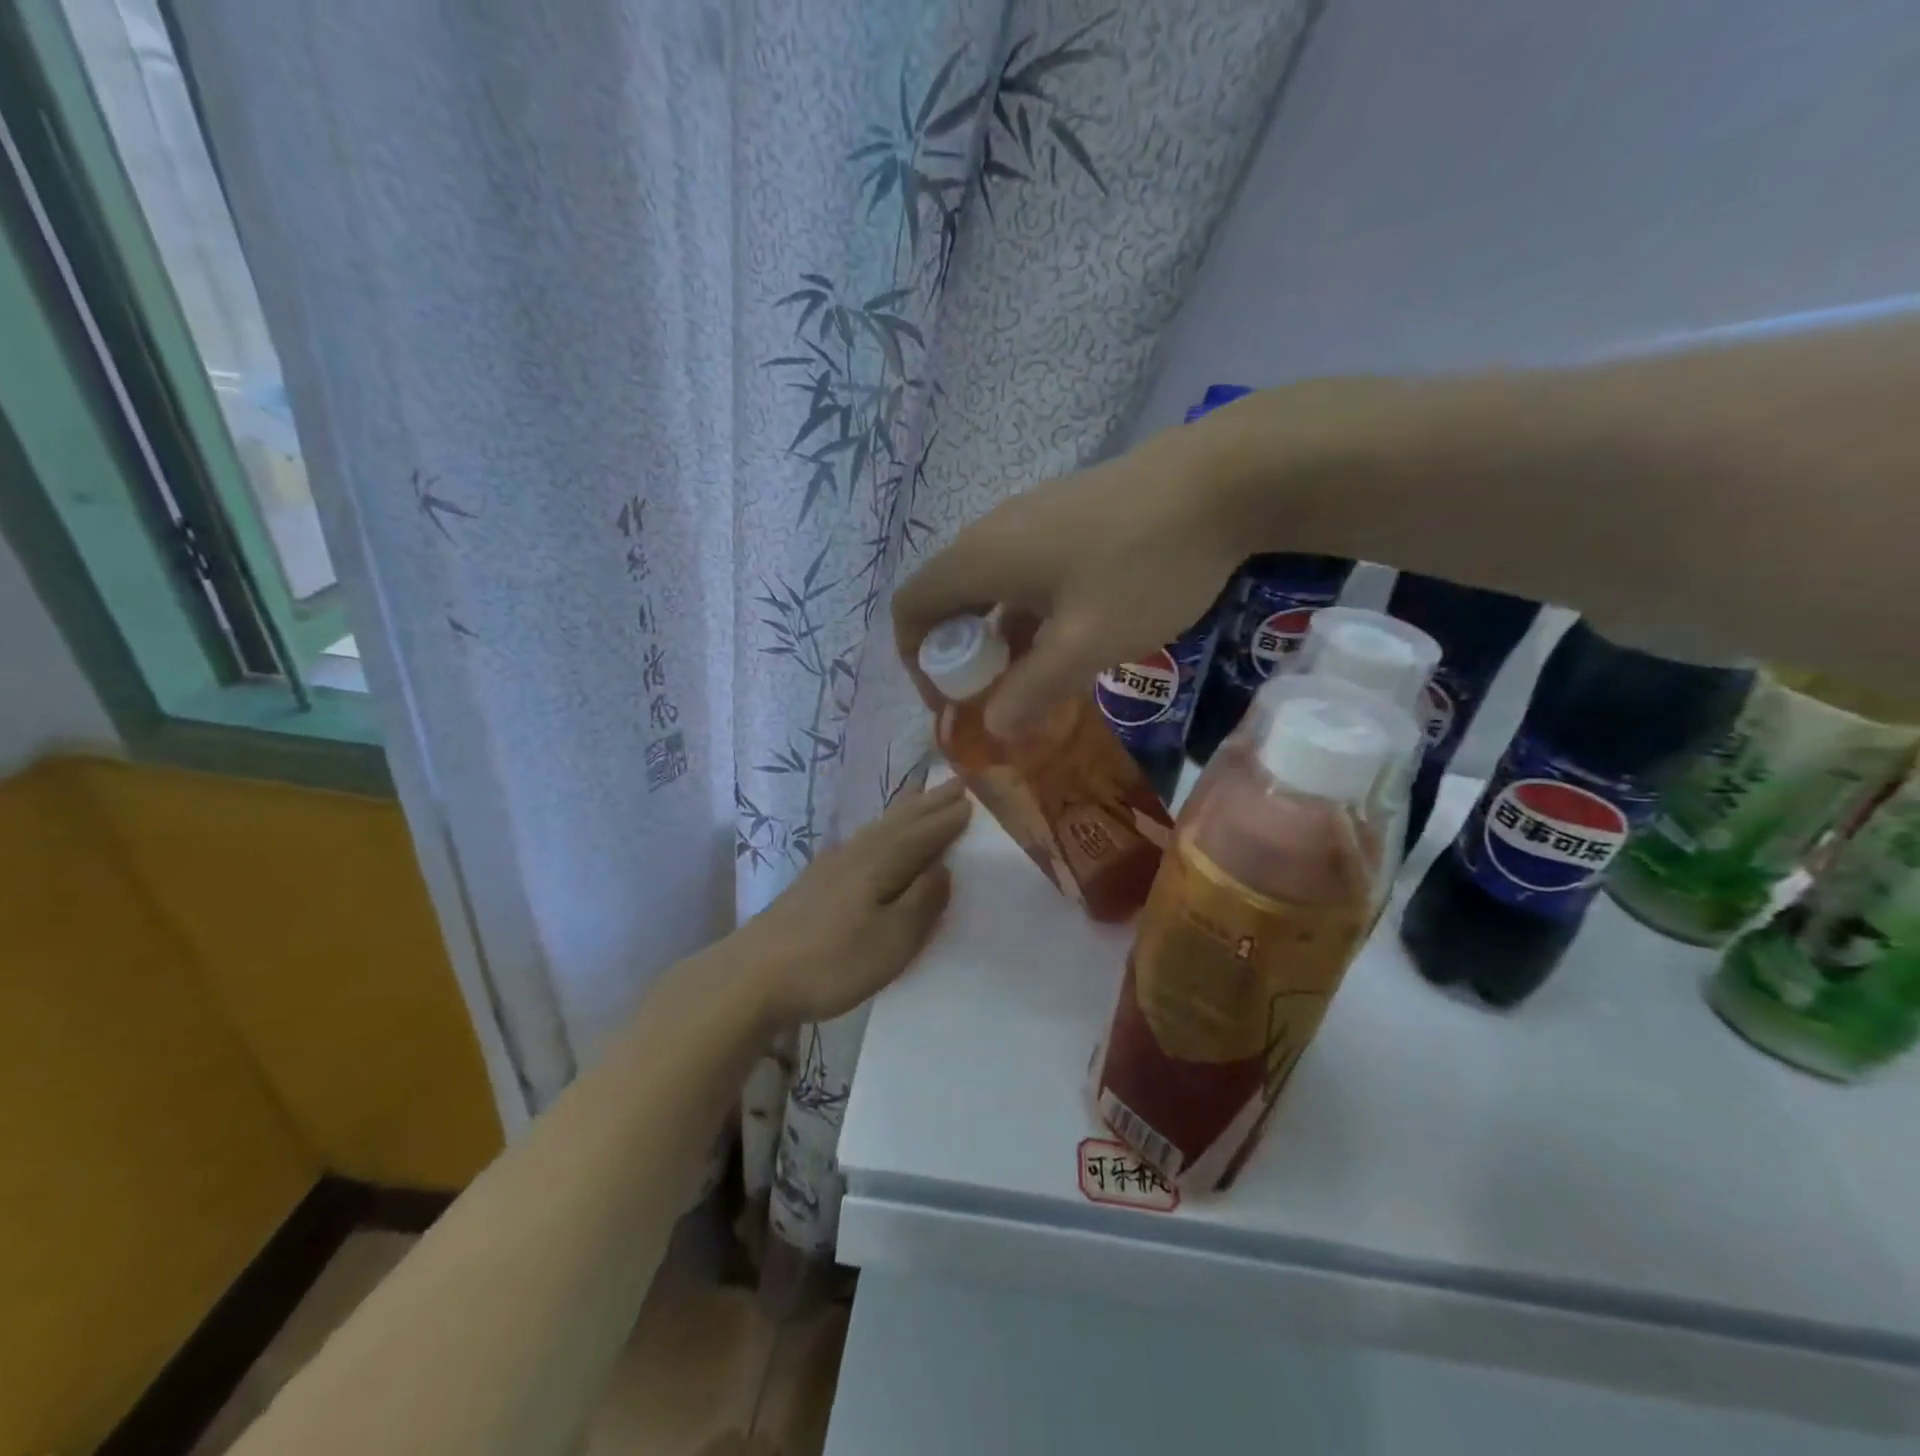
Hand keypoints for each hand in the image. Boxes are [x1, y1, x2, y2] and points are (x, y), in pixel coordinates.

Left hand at [728, 779, 970, 1029]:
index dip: (949, 819)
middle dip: (930, 803)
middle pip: (901, 821)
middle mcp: (857, 853)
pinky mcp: (815, 880)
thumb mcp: (891, 941)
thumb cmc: (830, 962)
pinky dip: (880, 828)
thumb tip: (943, 868)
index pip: (924, 834)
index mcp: (880, 864)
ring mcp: (832, 864)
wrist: (752, 976)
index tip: (975, 799)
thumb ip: (921, 902)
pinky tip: (874, 836)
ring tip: (922, 796)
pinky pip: (862, 839)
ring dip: (906, 811)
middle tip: (957, 784)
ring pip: (879, 827)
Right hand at [892, 426, 1246, 738]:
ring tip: (1038, 679)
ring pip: (991, 586)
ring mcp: (1032, 517)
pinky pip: (1025, 570)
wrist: (1225, 478)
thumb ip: (1032, 689)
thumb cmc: (1145, 565)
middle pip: (948, 599)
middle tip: (999, 698)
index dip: (916, 662)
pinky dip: (1029, 611)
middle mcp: (993, 532)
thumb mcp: (1087, 643)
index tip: (953, 702)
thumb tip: (992, 727)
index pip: (910, 609)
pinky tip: (1073, 635)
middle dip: (961, 657)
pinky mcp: (1068, 514)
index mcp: (980, 558)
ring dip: (1000, 637)